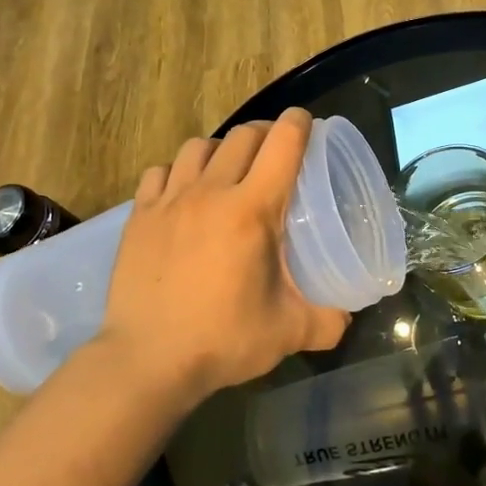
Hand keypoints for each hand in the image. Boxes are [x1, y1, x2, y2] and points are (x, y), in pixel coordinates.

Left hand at [97, 110, 349, 398]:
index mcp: (252, 209)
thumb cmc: (222, 340)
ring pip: (199, 146)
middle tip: (277, 156)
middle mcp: (211, 192)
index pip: (283, 143)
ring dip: (222, 150)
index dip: (300, 124)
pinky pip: (161, 171)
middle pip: (244, 135)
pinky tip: (184, 194)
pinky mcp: (139, 215)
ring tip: (229, 172)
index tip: (309, 126)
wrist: (146, 361)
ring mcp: (170, 200)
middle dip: (266, 134)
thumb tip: (346, 317)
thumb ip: (327, 320)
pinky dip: (179, 172)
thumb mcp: (288, 332)